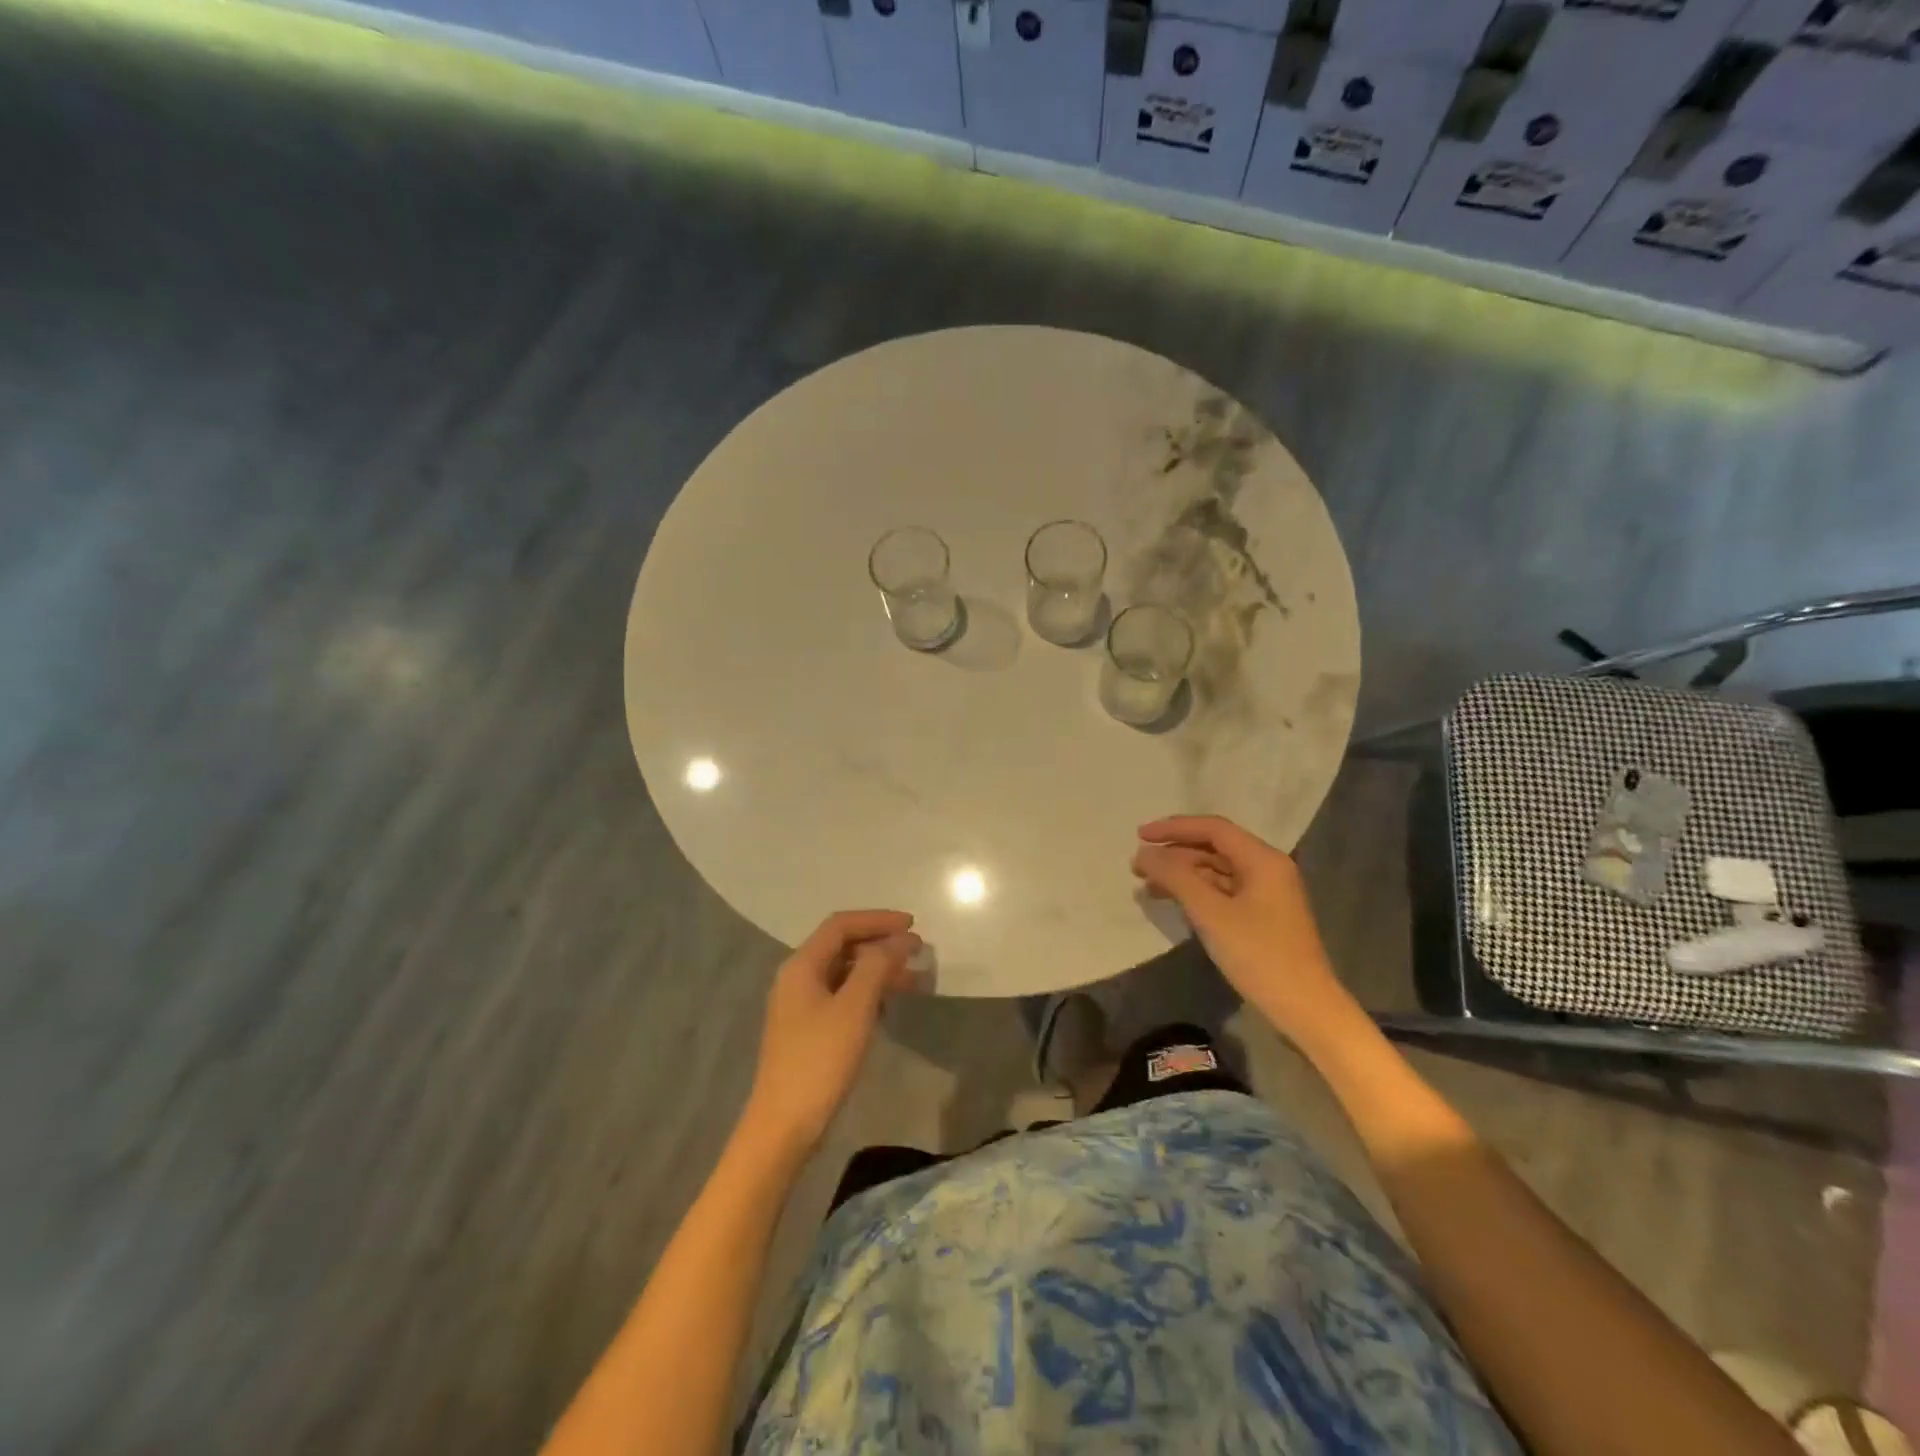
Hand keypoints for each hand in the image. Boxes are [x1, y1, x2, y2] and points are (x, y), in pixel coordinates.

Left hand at [743, 910, 920, 1155]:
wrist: (783, 1126)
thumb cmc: (820, 1061)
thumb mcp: (855, 1008)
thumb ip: (878, 966)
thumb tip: (900, 939)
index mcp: (802, 966)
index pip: (841, 925)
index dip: (878, 920)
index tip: (913, 926)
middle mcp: (797, 978)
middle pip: (842, 946)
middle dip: (881, 944)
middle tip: (917, 953)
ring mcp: (800, 1005)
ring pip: (844, 972)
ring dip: (878, 970)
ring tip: (913, 980)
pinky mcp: (807, 1030)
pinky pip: (841, 996)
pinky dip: (867, 992)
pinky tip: (887, 1006)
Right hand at [1132, 816, 1358, 1044]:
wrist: (1305, 1009)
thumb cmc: (1259, 955)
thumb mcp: (1210, 913)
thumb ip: (1175, 877)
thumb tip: (1144, 853)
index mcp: (1263, 859)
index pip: (1213, 828)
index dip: (1174, 828)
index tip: (1140, 836)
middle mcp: (1267, 869)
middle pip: (1214, 848)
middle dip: (1174, 854)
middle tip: (1138, 866)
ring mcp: (1266, 894)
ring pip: (1217, 871)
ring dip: (1182, 874)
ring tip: (1148, 885)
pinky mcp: (1262, 916)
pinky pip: (1223, 892)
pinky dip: (1196, 893)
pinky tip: (1174, 903)